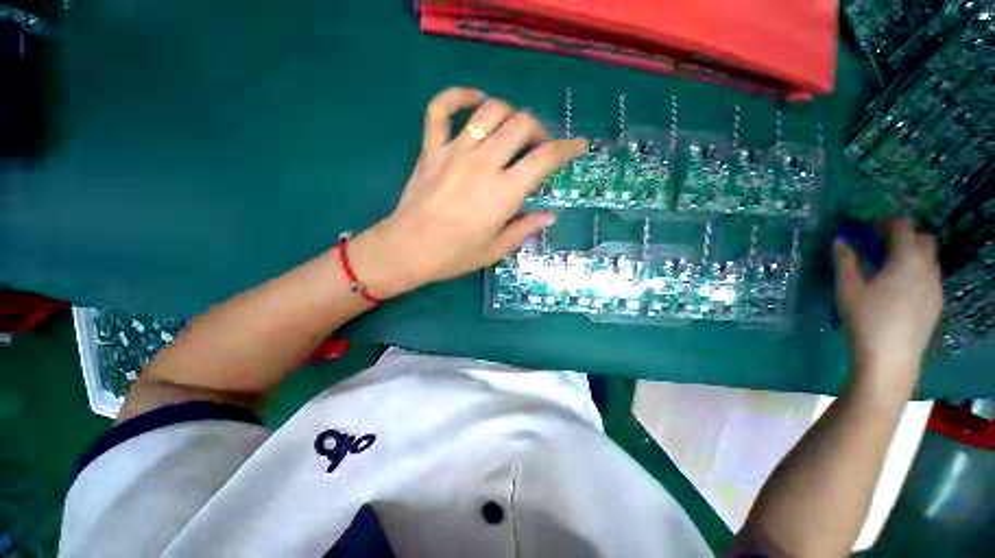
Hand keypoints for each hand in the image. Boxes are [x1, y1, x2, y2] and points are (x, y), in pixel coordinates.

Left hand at [350, 87, 587, 297]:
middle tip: (537, 148)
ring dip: (509, 114)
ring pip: (490, 111)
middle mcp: (483, 164)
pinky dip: (458, 96)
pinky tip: (475, 101)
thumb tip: (549, 216)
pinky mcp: (431, 149)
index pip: (544, 158)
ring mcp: (454, 151)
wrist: (408, 250)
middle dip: (539, 131)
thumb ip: (525, 229)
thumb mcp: (496, 250)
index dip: (567, 148)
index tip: (578, 144)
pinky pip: (441, 109)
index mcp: (503, 193)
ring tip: (511, 131)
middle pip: (521, 124)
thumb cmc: (454, 255)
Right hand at [833, 220, 942, 390]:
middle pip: (923, 238)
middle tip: (878, 245)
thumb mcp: (848, 289)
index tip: (864, 228)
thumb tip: (840, 240)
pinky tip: (899, 288)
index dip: (883, 222)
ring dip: (910, 253)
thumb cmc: (866, 320)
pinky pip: (930, 276)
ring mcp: (935, 287)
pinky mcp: (936, 303)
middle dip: (902, 235)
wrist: (891, 359)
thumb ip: (845, 261)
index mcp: (906, 260)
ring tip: (887, 267)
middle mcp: (927, 268)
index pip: (902, 227)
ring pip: (929, 258)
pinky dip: (916, 271)